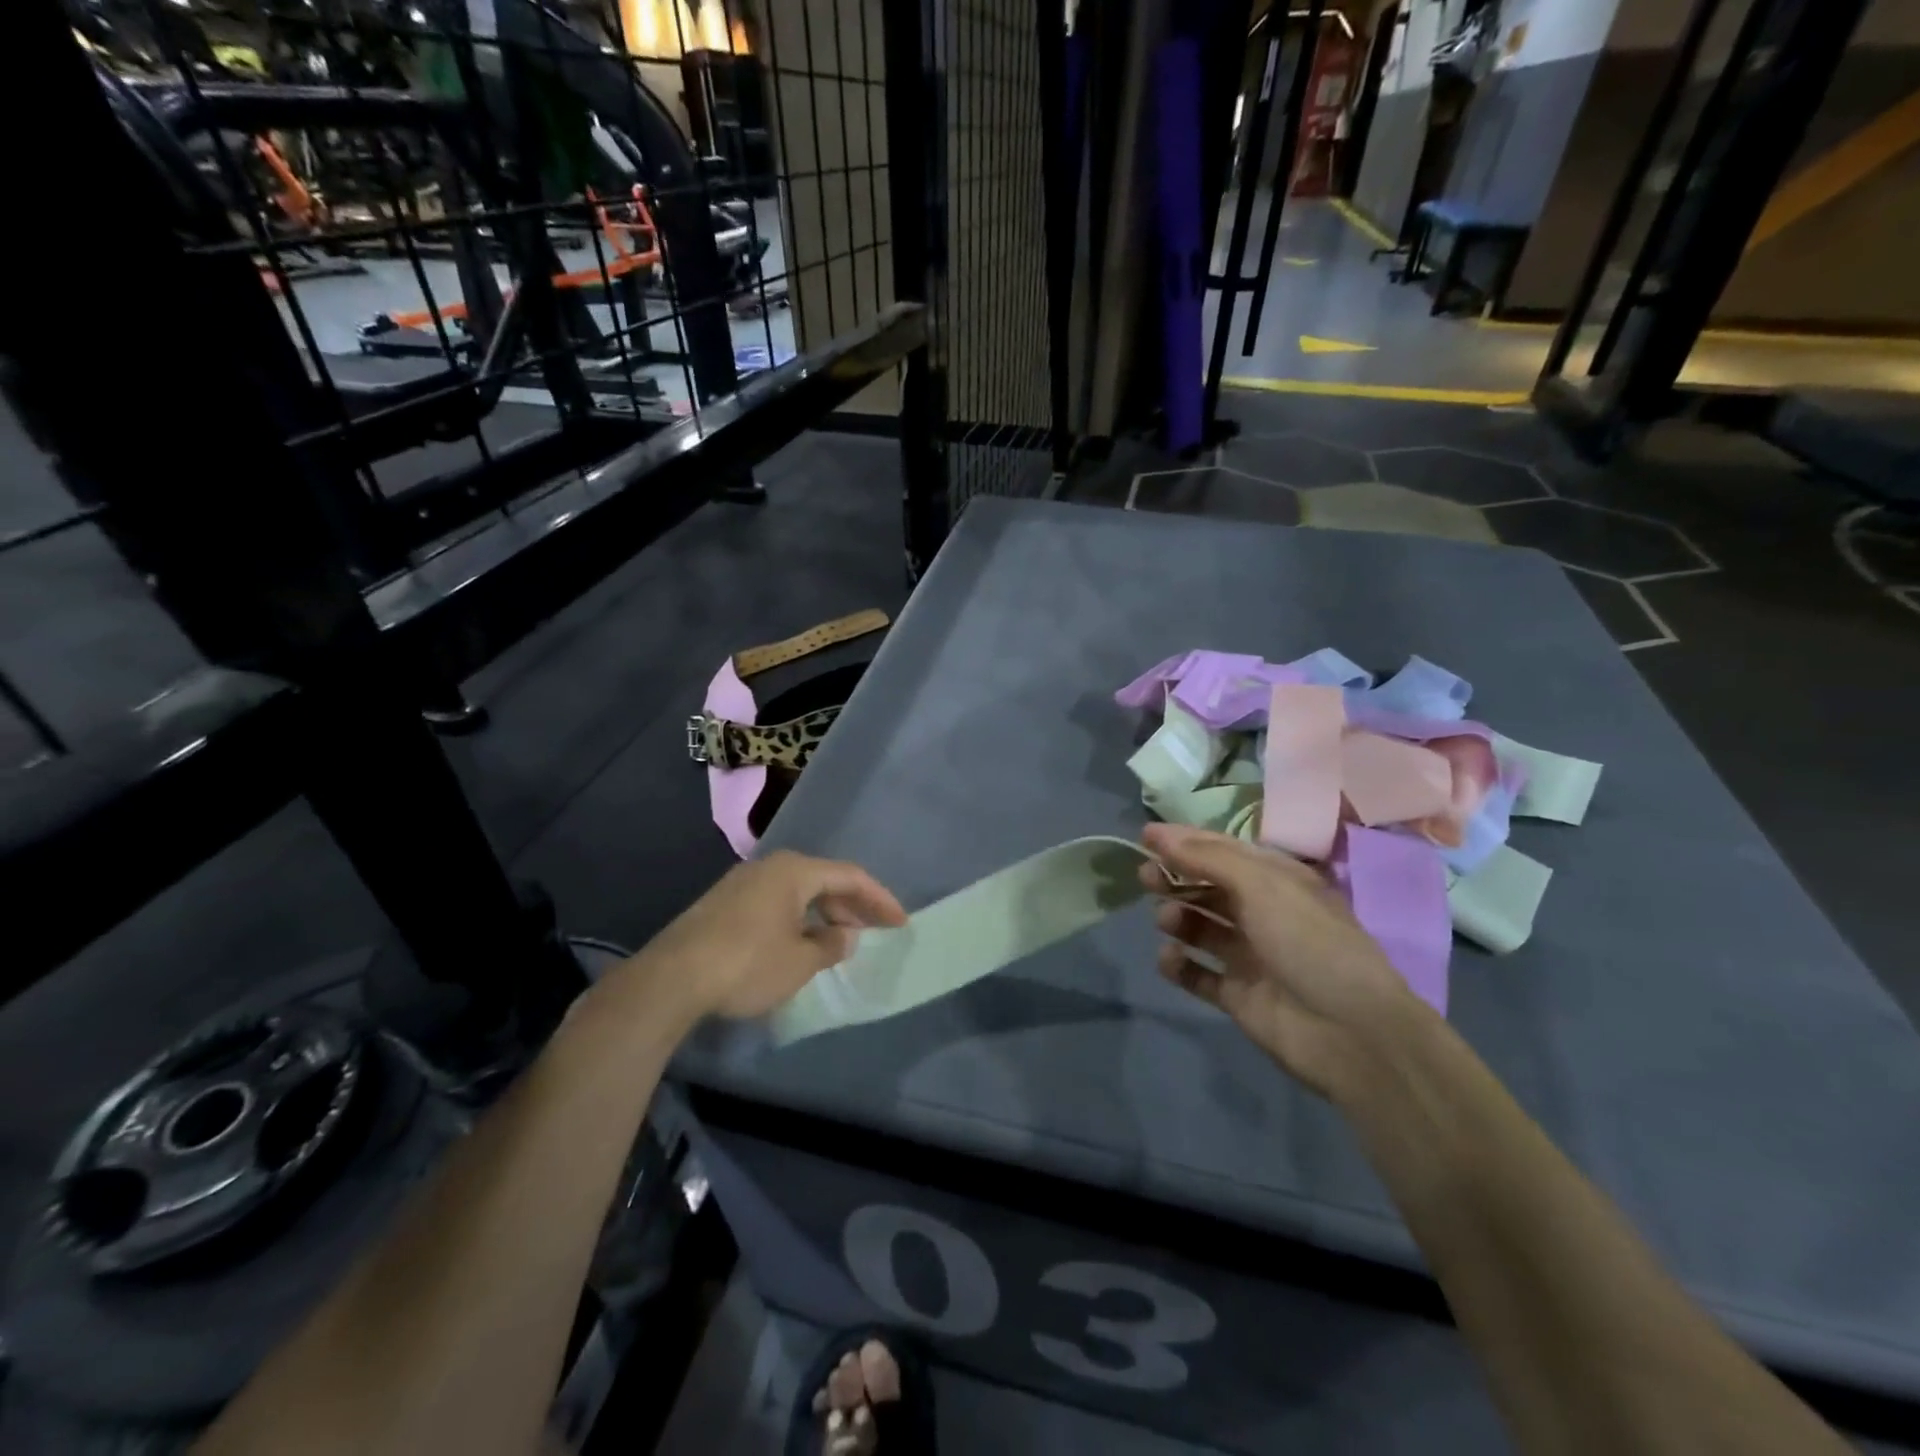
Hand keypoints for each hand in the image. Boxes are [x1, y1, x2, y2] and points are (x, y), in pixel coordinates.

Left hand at [614, 851, 906, 1025]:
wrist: (671, 978)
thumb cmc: (747, 964)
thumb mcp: (800, 962)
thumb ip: (830, 946)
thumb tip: (844, 935)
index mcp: (794, 871)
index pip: (850, 876)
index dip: (879, 899)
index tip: (900, 922)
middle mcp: (769, 867)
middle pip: (823, 879)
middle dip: (851, 906)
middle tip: (872, 932)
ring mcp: (742, 883)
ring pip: (796, 891)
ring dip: (822, 913)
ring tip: (838, 941)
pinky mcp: (723, 904)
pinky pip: (774, 903)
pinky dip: (797, 919)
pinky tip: (798, 943)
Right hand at [1139, 822, 1429, 1096]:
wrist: (1351, 1033)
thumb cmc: (1310, 942)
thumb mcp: (1263, 885)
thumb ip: (1207, 858)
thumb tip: (1159, 835)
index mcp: (1277, 881)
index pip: (1222, 850)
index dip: (1184, 841)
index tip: (1144, 837)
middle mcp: (1263, 913)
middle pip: (1207, 888)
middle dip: (1175, 878)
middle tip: (1146, 878)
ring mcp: (1250, 956)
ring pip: (1200, 928)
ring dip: (1178, 918)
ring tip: (1168, 921)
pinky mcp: (1239, 995)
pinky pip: (1198, 975)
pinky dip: (1180, 965)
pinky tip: (1170, 959)